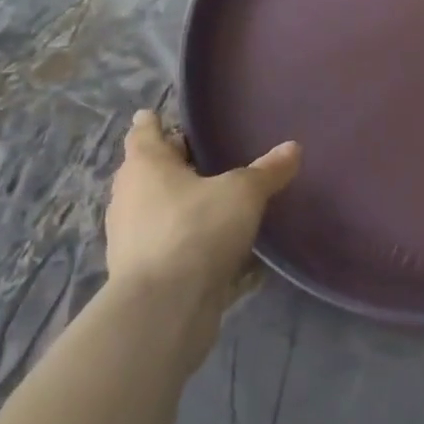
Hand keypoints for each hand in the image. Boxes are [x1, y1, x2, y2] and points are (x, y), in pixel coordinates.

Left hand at [105, 112, 299, 355]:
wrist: (163, 310)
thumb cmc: (196, 230)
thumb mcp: (243, 193)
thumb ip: (267, 170)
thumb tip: (293, 147)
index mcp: (145, 166)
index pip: (143, 133)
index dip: (151, 122)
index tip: (152, 113)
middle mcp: (130, 198)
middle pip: (147, 172)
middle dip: (170, 164)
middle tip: (199, 154)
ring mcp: (131, 240)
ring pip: (156, 210)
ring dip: (179, 205)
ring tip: (212, 199)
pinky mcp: (143, 275)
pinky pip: (169, 247)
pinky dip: (188, 243)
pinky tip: (217, 248)